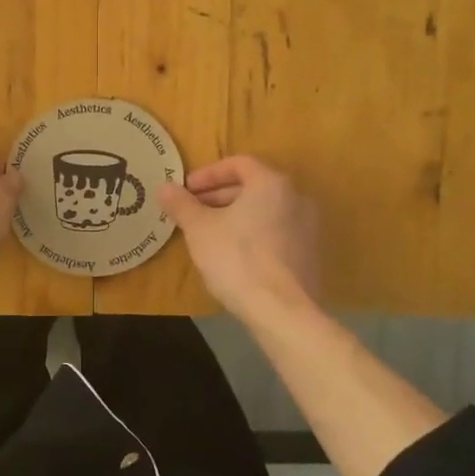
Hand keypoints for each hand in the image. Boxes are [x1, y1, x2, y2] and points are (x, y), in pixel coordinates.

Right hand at [159, 156, 320, 319]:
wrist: (282, 311)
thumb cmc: (237, 259)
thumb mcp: (199, 229)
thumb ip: (182, 204)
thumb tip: (164, 187)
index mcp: (271, 184)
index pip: (238, 164)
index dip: (207, 174)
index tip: (186, 190)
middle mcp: (296, 198)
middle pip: (253, 187)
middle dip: (218, 196)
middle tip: (193, 211)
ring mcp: (308, 228)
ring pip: (264, 211)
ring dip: (235, 216)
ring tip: (208, 234)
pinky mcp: (309, 255)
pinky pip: (276, 233)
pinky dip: (253, 234)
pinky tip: (232, 255)